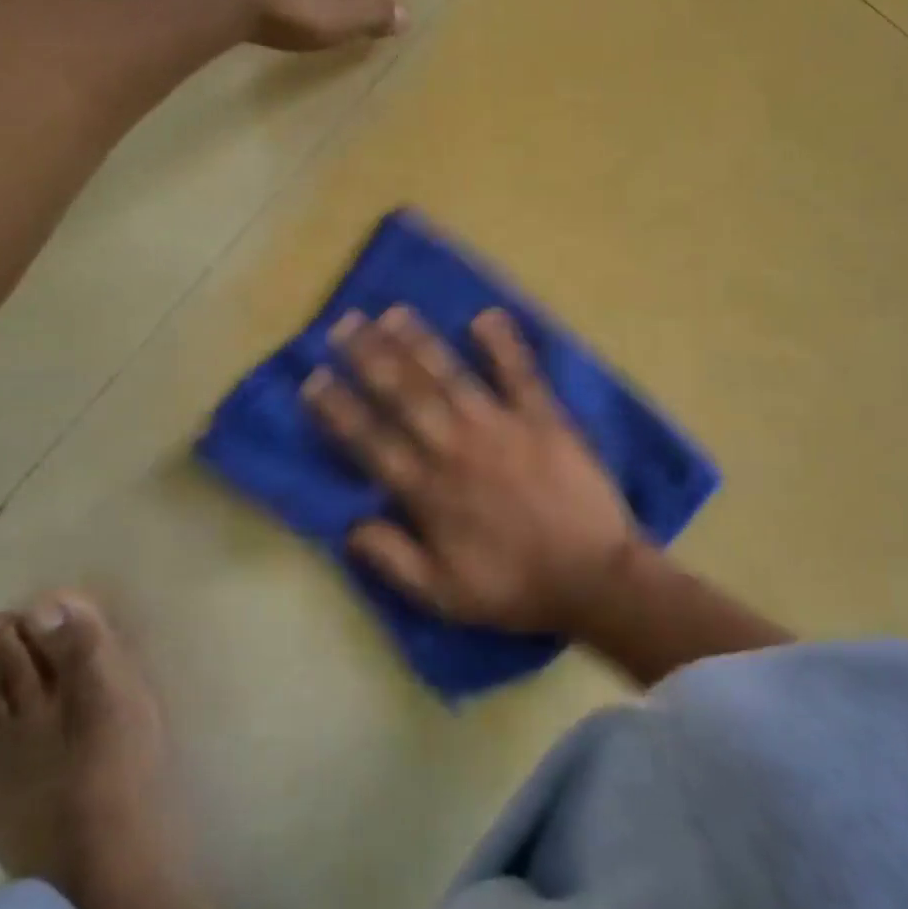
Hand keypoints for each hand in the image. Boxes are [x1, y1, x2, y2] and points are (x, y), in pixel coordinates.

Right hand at [302, 306, 638, 633]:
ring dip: (419, 342)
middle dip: (370, 357)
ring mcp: (500, 428)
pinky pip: (520, 373)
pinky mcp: (543, 418)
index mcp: (428, 492)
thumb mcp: (442, 595)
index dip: (339, 410)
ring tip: (393, 313)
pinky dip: (504, 344)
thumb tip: (348, 525)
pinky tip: (485, 316)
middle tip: (344, 324)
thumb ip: (392, 558)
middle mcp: (455, 449)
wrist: (593, 579)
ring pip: (450, 376)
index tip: (314, 378)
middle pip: (404, 395)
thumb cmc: (516, 588)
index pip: (371, 442)